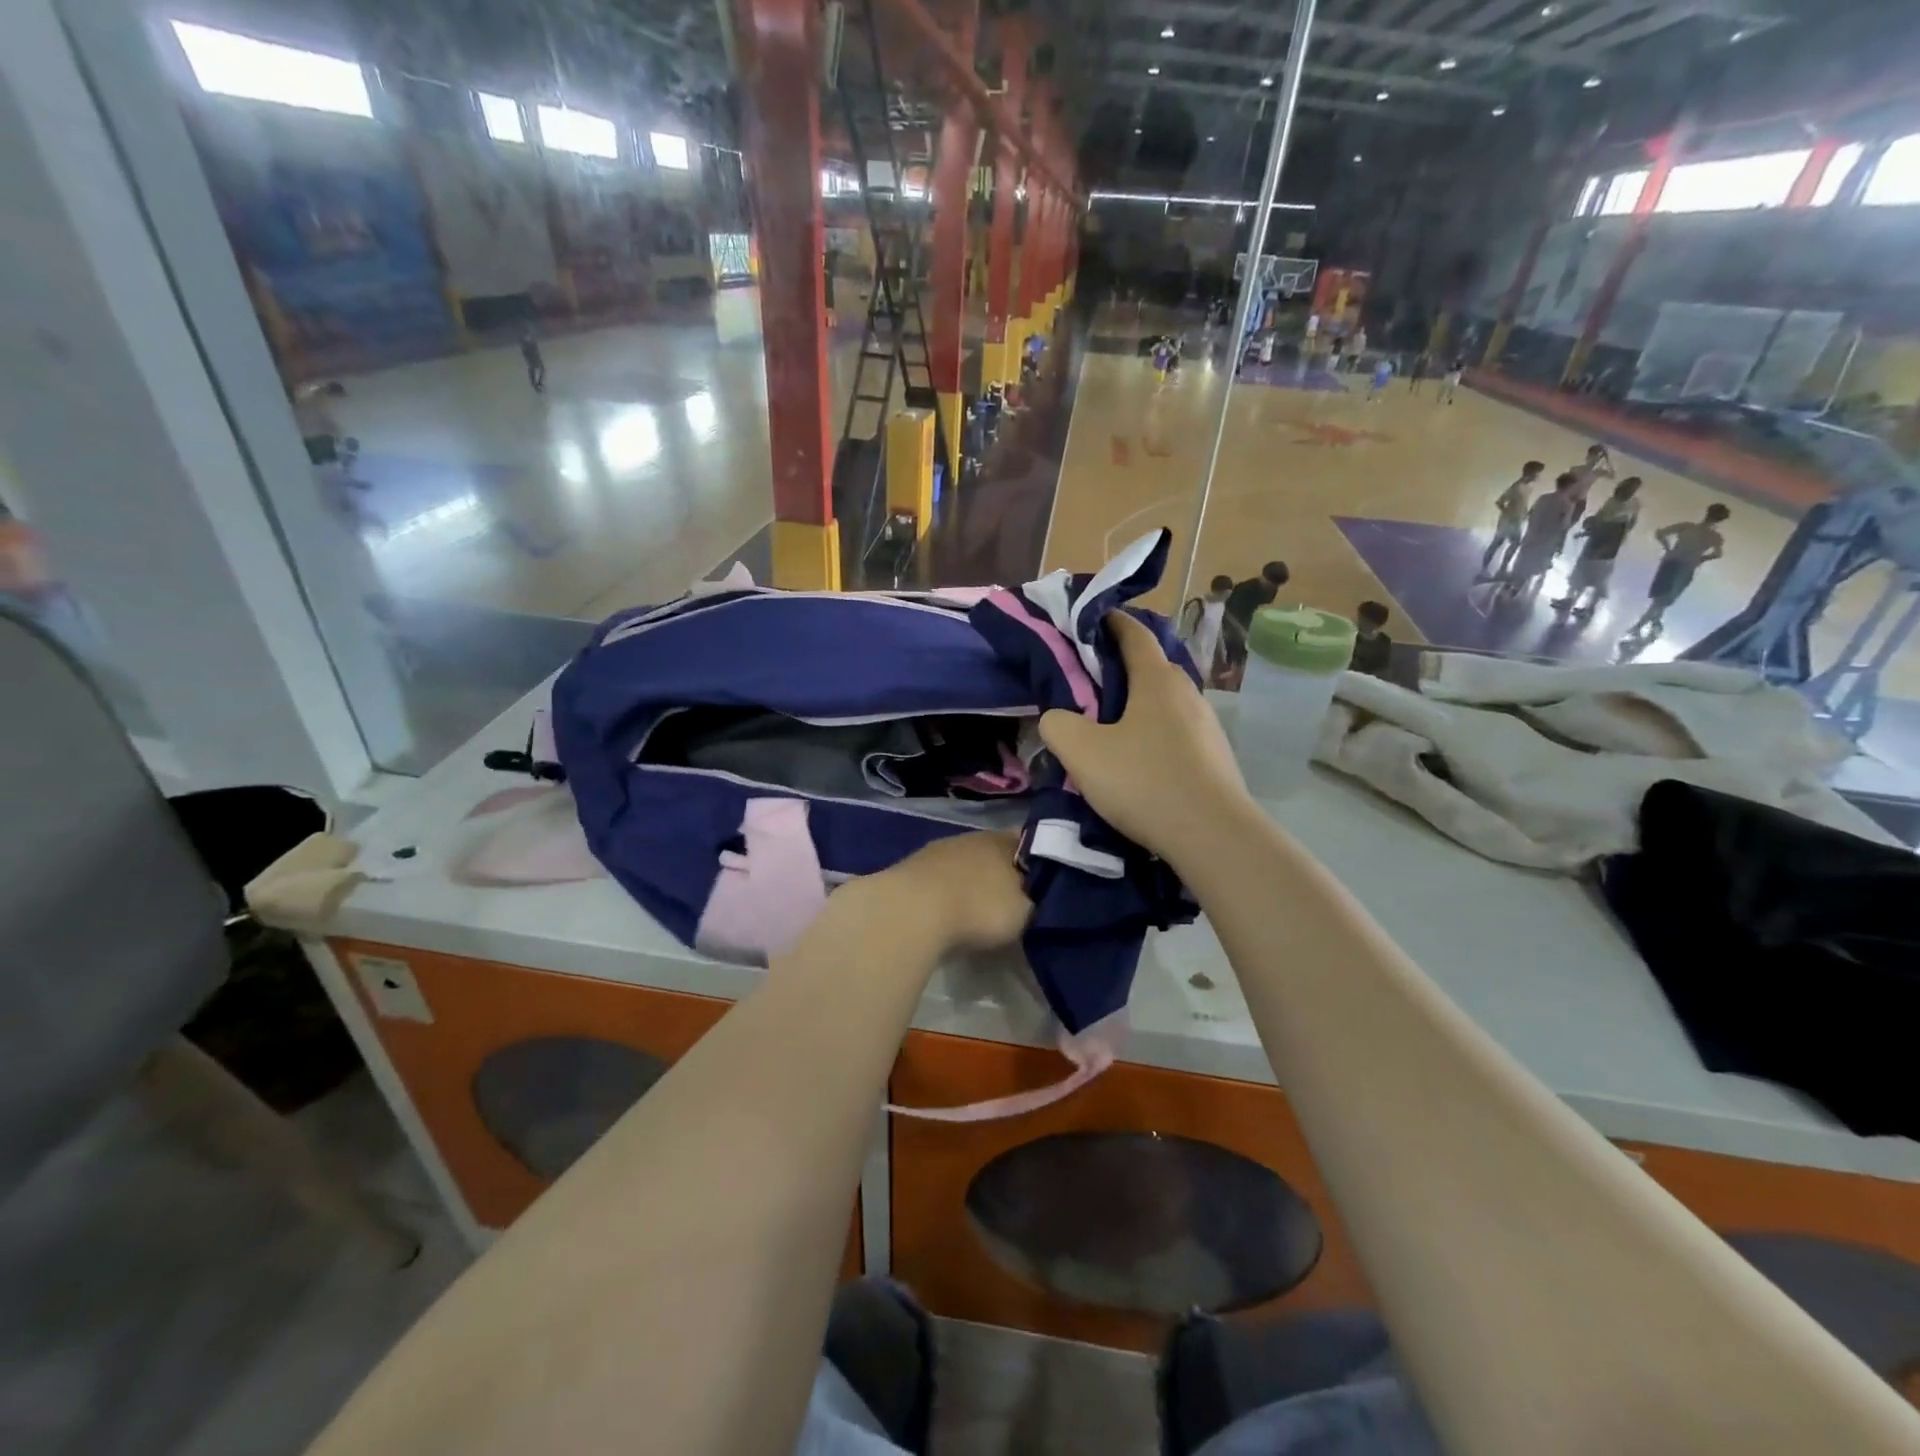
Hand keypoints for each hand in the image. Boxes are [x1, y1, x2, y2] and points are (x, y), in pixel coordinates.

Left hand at [876, 831, 1030, 953]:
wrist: (913, 911)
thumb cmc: (979, 908)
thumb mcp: (1024, 912)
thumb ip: (1036, 901)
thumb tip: (1037, 897)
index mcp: (1004, 840)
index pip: (1030, 842)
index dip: (1040, 862)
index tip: (1046, 884)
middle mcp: (972, 837)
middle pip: (995, 852)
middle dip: (1003, 873)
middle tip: (1012, 900)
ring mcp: (938, 850)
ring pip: (965, 863)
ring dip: (971, 881)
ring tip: (977, 909)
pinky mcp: (912, 867)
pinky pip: (940, 878)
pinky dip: (946, 892)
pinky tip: (947, 911)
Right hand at [1039, 611, 1250, 870]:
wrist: (1212, 835)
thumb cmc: (1143, 781)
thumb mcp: (1081, 751)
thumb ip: (1058, 724)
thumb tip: (1058, 718)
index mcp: (1156, 679)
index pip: (1133, 634)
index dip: (1110, 622)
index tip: (1090, 619)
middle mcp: (1187, 693)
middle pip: (1151, 668)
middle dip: (1120, 669)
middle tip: (1088, 684)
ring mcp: (1207, 725)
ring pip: (1165, 703)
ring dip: (1139, 706)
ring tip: (1110, 727)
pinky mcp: (1215, 757)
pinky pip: (1177, 733)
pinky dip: (1155, 734)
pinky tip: (1139, 762)